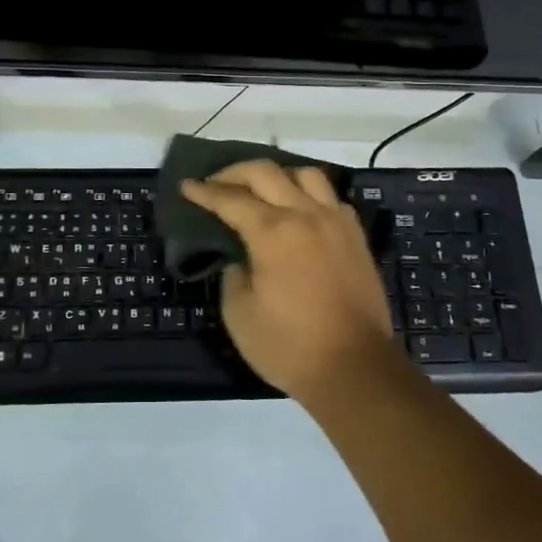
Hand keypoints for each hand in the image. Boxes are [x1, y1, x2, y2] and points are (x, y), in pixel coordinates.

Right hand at [179, 161, 399, 408]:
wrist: (355, 369)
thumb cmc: (289, 346)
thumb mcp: (239, 314)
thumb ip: (233, 274)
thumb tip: (240, 257)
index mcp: (272, 232)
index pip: (230, 198)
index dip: (203, 191)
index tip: (186, 185)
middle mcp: (305, 214)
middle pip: (265, 172)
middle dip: (233, 173)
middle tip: (215, 184)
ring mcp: (335, 221)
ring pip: (305, 174)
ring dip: (276, 175)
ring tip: (261, 191)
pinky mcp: (356, 235)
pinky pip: (330, 197)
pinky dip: (308, 194)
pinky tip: (298, 210)